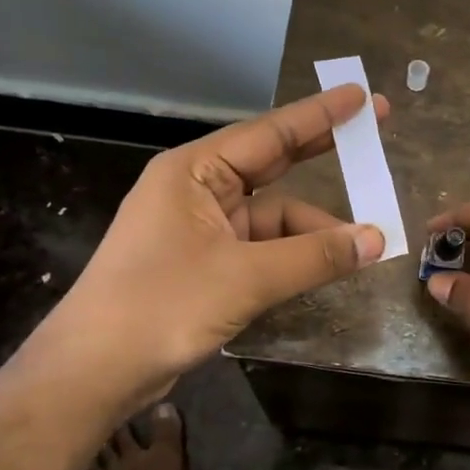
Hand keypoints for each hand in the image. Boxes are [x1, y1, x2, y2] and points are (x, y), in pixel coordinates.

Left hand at [28, 85, 387, 406]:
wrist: (91, 373)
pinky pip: (261, 246)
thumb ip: (314, 256)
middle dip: (322, 152)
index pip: (270, 133)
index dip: (321, 115)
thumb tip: (377, 240)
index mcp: (194, 171)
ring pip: (271, 215)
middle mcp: (197, 189)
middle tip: (373, 136)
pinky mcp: (204, 263)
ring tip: (364, 241)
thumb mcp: (245, 278)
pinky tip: (326, 266)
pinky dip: (293, 254)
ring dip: (313, 227)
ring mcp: (200, 227)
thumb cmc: (160, 306)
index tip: (362, 97)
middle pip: (272, 163)